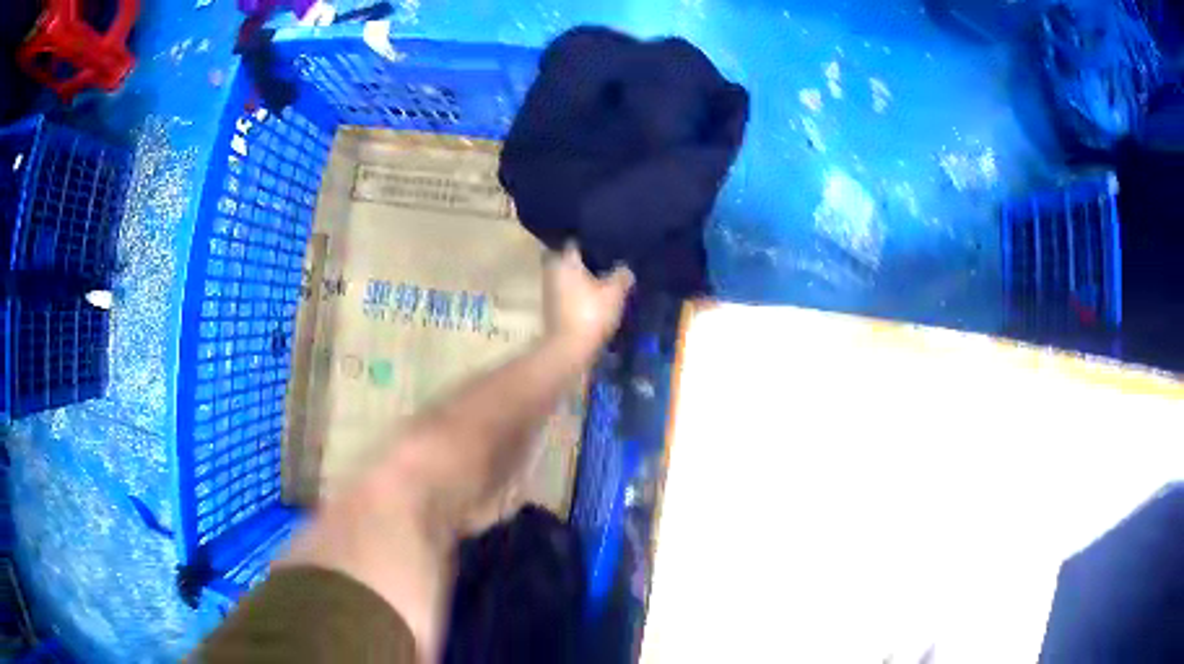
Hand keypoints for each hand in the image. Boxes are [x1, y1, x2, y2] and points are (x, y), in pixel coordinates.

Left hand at [544, 243, 633, 359]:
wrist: (568, 349)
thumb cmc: (590, 314)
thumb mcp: (614, 293)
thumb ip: (621, 275)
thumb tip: (626, 268)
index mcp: (565, 261)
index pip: (573, 241)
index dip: (588, 239)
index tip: (603, 240)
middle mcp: (553, 271)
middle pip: (566, 258)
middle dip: (581, 258)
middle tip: (602, 258)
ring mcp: (550, 290)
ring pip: (565, 275)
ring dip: (579, 275)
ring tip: (601, 276)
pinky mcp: (552, 307)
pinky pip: (566, 291)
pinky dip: (577, 291)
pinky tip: (593, 295)